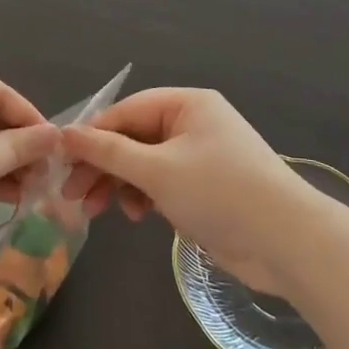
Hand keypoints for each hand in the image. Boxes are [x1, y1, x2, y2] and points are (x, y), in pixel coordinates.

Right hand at [62, 88, 309, 296]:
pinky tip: (135, 215)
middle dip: (102, 164)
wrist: (287, 243)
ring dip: (119, 183)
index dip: (92, 134)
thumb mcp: (156, 170)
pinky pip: (162, 182)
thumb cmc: (219, 192)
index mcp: (187, 104)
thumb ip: (108, 151)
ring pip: (144, 163)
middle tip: (71, 193)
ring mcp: (200, 156)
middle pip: (133, 137)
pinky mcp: (205, 187)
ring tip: (97, 210)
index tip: (61, 159)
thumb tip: (64, 133)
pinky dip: (143, 196)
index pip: (126, 110)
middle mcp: (193, 123)